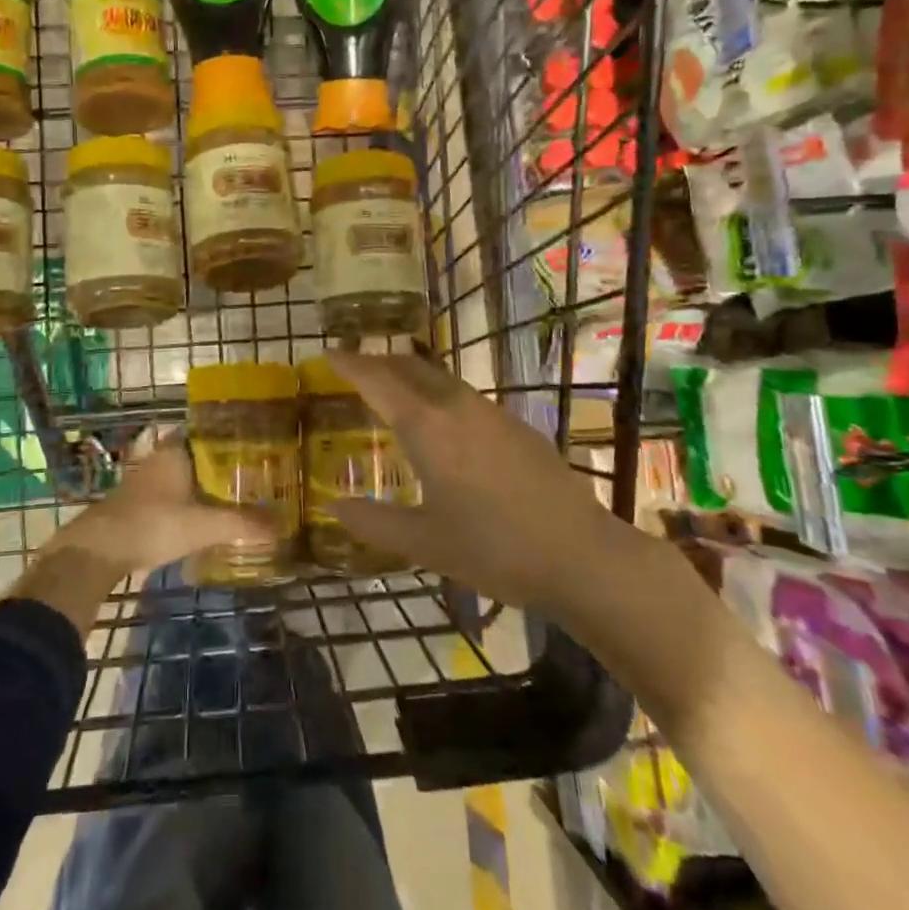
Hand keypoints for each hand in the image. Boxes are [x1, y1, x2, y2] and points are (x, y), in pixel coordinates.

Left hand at [44, 430, 272, 579]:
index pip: (203, 432)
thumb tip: (282, 526)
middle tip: (248, 474)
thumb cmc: (153, 524)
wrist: (98, 551)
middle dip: (216, 464)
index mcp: (174, 453)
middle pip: (192, 455)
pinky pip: (167, 497)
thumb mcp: (203, 526)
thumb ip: (241, 524)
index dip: (225, 436)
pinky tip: (198, 518)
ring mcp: (142, 484)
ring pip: (178, 477)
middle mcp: (157, 460)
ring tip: (229, 496)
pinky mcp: (134, 507)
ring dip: (198, 485)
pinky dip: (184, 503)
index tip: (250, 443)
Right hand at [322, 352, 633, 612]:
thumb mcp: (424, 543)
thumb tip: (334, 508)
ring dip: (412, 376)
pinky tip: (445, 425)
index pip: (377, 381)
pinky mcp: (518, 427)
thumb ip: (373, 522)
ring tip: (394, 390)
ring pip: (441, 379)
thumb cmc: (493, 549)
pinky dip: (439, 396)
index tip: (327, 353)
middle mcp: (457, 407)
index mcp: (427, 427)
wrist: (580, 555)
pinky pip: (466, 398)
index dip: (350, 365)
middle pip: (410, 367)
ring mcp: (492, 413)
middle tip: (355, 366)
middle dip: (379, 361)